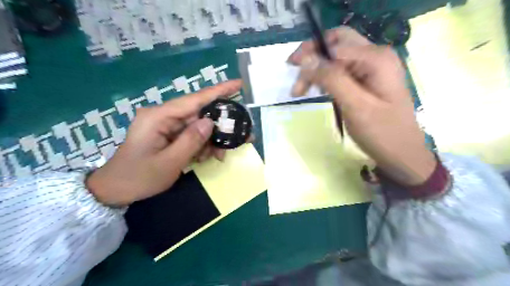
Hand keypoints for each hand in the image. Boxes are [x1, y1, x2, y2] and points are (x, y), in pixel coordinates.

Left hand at [87, 80, 241, 206]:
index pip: (194, 99)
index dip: (219, 91)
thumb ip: (191, 141)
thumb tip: (210, 122)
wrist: (115, 190)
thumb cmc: (139, 177)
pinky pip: (191, 134)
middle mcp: (163, 115)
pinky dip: (201, 145)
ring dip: (211, 140)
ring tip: (217, 156)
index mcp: (159, 117)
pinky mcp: (168, 133)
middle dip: (219, 126)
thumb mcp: (169, 162)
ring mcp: (165, 124)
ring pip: (198, 126)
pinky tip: (204, 157)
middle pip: (199, 113)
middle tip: (239, 138)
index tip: (238, 84)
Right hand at [289, 27, 435, 185]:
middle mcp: (376, 56)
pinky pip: (342, 70)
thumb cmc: (381, 133)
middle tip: (296, 78)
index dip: (311, 52)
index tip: (292, 70)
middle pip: (336, 44)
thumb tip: (306, 59)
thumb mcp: (355, 106)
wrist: (402, 153)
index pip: (335, 43)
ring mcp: (373, 67)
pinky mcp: (368, 79)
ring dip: (317, 70)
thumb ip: (332, 79)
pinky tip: (318, 90)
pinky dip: (326, 77)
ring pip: (336, 58)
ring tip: (302, 91)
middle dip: (313, 57)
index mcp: (376, 58)